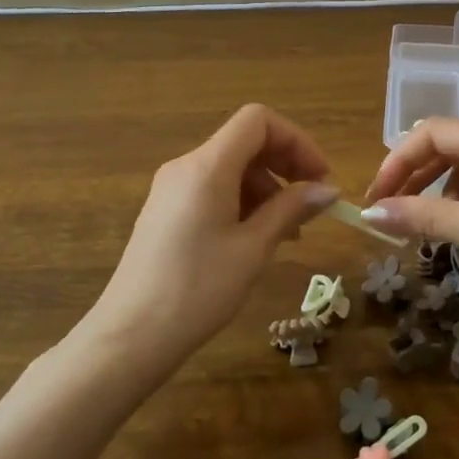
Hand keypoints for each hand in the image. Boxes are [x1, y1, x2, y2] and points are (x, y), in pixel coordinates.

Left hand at [92, 105, 337, 362]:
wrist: (130, 337)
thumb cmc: (198, 290)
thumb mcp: (254, 248)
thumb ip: (291, 209)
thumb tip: (327, 189)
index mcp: (207, 166)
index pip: (258, 121)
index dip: (296, 140)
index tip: (320, 177)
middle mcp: (186, 167)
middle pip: (245, 142)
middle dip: (285, 164)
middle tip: (312, 204)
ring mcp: (171, 189)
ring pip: (230, 167)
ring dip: (267, 187)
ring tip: (288, 231)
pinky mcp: (165, 211)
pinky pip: (212, 189)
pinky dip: (243, 202)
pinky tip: (256, 238)